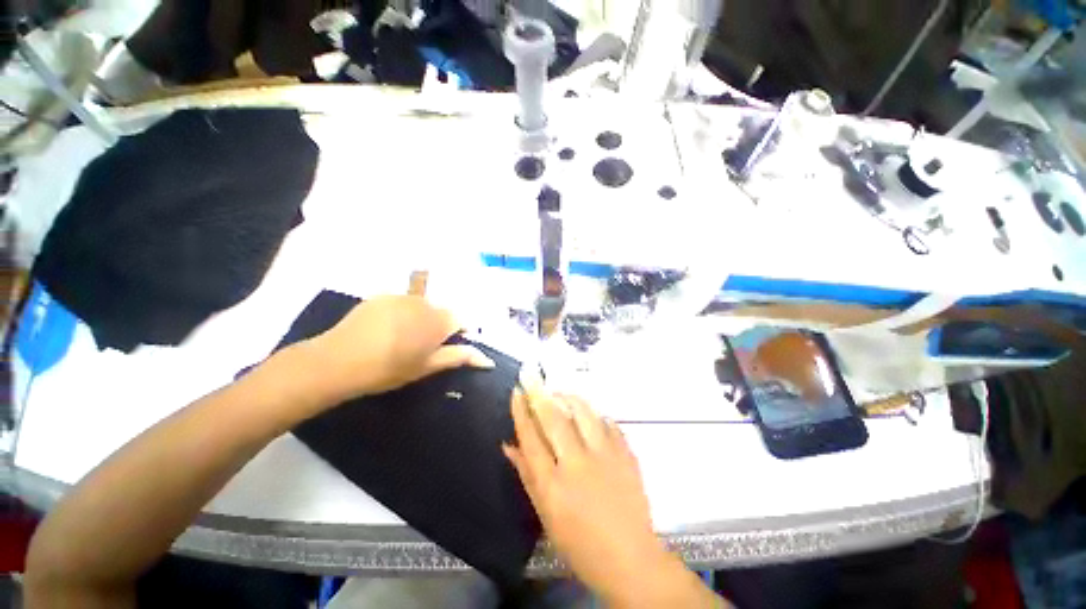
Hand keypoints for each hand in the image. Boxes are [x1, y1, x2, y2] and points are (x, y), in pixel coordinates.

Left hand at [298, 295, 493, 405]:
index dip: (457, 332)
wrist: (338, 361)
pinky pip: (401, 301)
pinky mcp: (382, 296)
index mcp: (439, 321)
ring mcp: (402, 296)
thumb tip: (488, 360)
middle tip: (420, 345)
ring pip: (422, 304)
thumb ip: (459, 357)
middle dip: (437, 325)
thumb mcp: (427, 367)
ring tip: (400, 337)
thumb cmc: (389, 369)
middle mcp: (425, 303)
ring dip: (419, 317)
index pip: (460, 319)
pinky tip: (384, 328)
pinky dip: (401, 312)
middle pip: (441, 310)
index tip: (445, 345)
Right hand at [502, 387, 668, 600]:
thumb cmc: (580, 543)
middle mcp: (578, 465)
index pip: (531, 439)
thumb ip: (527, 475)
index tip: (516, 392)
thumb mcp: (546, 515)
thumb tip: (509, 445)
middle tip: (531, 373)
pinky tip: (588, 412)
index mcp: (553, 485)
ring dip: (568, 397)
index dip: (521, 412)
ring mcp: (605, 456)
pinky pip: (608, 422)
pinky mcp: (626, 454)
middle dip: (539, 393)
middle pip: (554, 419)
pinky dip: (595, 413)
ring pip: (583, 413)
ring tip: (559, 389)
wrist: (630, 559)